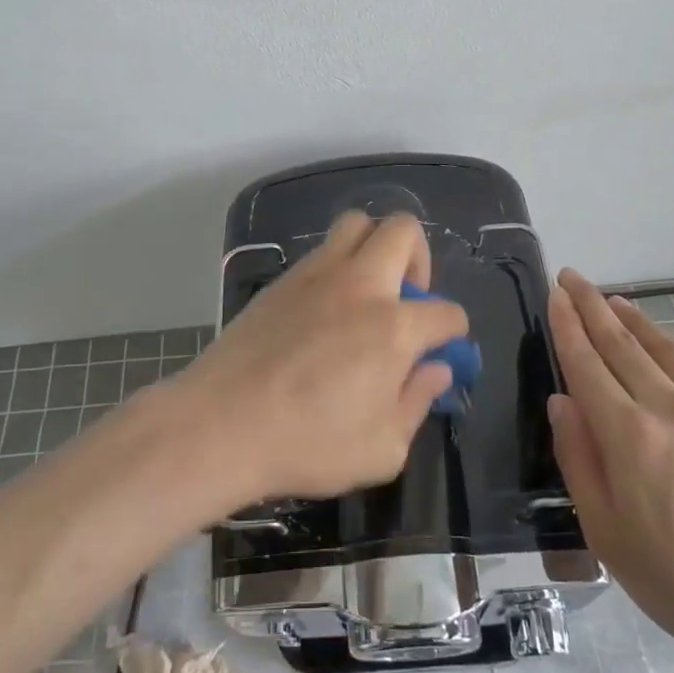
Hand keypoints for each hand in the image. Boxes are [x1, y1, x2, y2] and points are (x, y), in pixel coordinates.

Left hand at [163, 211, 468, 504]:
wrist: (221, 425)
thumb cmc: (308, 444)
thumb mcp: (382, 448)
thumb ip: (417, 402)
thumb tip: (436, 370)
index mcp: (393, 327)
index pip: (446, 312)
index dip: (452, 332)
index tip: (440, 350)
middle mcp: (360, 285)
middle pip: (403, 230)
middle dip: (419, 258)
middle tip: (406, 300)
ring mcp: (317, 274)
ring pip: (357, 223)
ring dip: (374, 247)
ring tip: (367, 292)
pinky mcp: (282, 279)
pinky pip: (322, 251)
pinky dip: (338, 266)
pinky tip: (325, 310)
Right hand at [546, 269, 673, 672]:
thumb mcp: (606, 534)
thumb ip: (579, 459)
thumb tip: (563, 401)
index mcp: (628, 434)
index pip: (586, 363)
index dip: (567, 324)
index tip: (555, 292)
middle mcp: (671, 409)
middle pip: (623, 344)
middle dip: (593, 306)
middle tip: (574, 277)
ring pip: (669, 352)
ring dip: (638, 321)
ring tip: (617, 301)